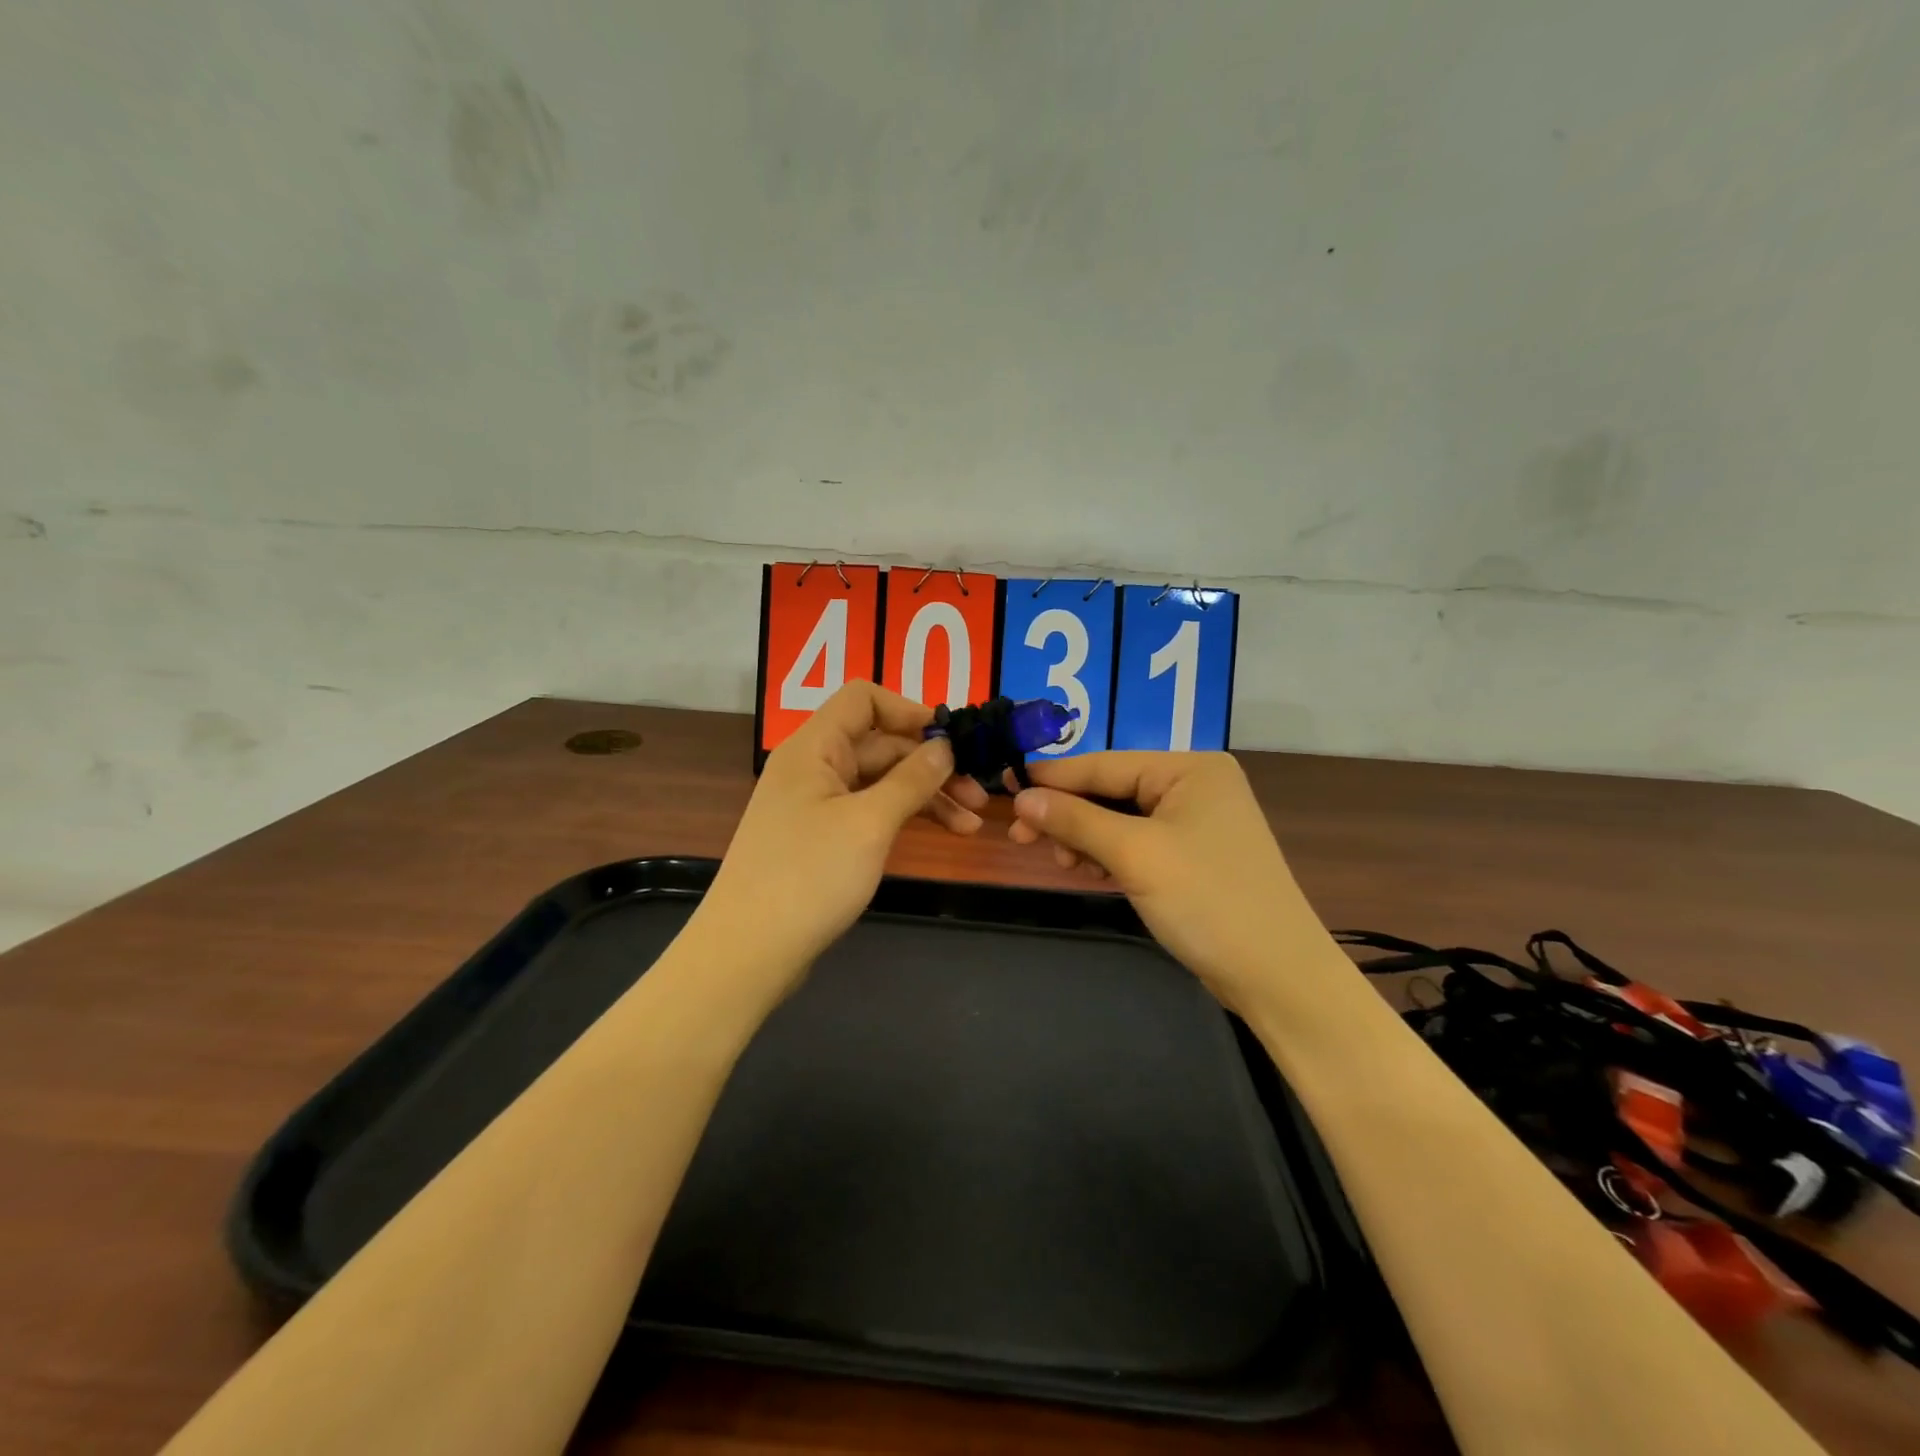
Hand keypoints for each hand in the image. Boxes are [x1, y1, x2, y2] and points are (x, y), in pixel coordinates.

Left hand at [700, 681, 988, 984]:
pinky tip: (942, 834)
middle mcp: (814, 766)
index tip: (952, 739)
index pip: (864, 698)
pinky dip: (905, 817)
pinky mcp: (822, 837)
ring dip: (927, 795)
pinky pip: (870, 811)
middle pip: (880, 744)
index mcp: (815, 747)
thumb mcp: (869, 823)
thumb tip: (945, 746)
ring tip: (972, 824)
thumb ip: (911, 779)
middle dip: (932, 764)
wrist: (748, 952)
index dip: (910, 710)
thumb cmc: (808, 877)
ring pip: (881, 781)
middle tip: (979, 796)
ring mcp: (817, 803)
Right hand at [1008, 752, 1322, 1012]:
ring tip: (1060, 863)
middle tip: (1020, 838)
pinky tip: (1086, 870)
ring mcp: (1197, 822)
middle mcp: (1196, 786)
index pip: (1105, 764)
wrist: (1277, 977)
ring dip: (1085, 838)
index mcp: (1190, 768)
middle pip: (1111, 790)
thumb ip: (1076, 820)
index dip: (1053, 778)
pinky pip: (1137, 843)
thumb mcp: (1135, 855)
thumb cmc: (1207, 902)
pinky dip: (1108, 855)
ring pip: (1120, 819)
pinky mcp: (1193, 856)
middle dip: (1068, 815)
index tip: (1005, 787)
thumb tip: (1021, 797)